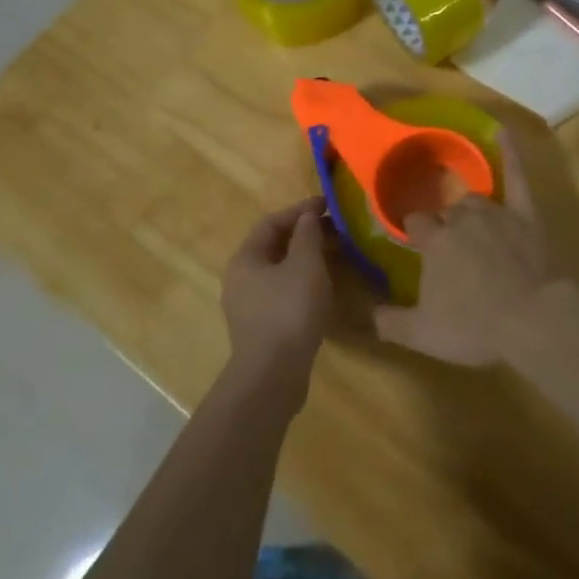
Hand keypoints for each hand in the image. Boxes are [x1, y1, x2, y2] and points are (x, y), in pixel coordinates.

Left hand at [222, 197, 332, 385]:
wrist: (273, 374)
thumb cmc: (289, 310)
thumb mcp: (305, 264)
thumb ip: (307, 235)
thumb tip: (308, 216)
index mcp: (245, 258)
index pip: (272, 222)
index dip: (300, 209)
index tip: (328, 204)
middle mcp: (240, 278)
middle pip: (274, 246)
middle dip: (305, 234)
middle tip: (337, 230)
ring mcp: (249, 305)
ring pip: (280, 271)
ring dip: (307, 259)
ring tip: (336, 255)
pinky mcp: (261, 327)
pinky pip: (283, 292)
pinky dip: (303, 282)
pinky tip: (324, 287)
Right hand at [373, 134, 552, 366]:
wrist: (531, 320)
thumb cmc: (474, 327)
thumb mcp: (422, 333)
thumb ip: (388, 321)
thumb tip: (363, 314)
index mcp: (434, 242)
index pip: (415, 223)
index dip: (416, 232)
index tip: (416, 242)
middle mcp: (460, 219)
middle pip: (445, 211)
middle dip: (443, 224)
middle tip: (448, 245)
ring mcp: (495, 213)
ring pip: (474, 200)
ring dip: (468, 208)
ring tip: (469, 221)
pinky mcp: (525, 215)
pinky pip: (516, 177)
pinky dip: (511, 154)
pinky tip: (503, 132)